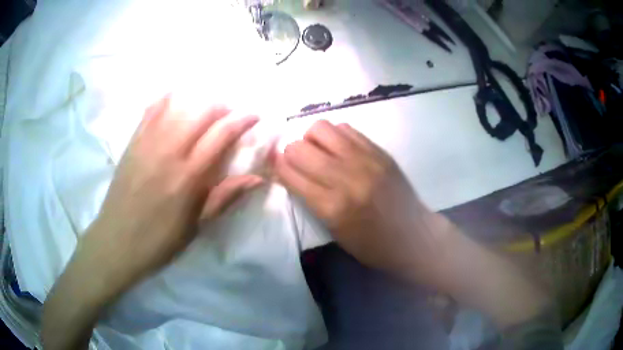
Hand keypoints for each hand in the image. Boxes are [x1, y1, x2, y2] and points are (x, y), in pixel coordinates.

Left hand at [80, 95, 262, 297]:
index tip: (254, 115)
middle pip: (200, 111)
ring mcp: (147, 142)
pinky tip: (175, 99)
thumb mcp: (196, 226)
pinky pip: (151, 110)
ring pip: (178, 105)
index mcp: (188, 175)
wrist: (116, 241)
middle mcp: (168, 150)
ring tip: (206, 109)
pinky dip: (167, 100)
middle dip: (222, 107)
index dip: (242, 119)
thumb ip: (225, 197)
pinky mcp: (132, 142)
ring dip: (198, 101)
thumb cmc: (159, 240)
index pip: (221, 134)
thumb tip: (257, 178)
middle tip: (230, 115)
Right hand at [275, 120, 454, 286]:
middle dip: (291, 154)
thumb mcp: (334, 230)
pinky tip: (340, 150)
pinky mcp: (378, 151)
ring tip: (319, 152)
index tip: (276, 167)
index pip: (290, 173)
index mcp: (332, 206)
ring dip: (312, 139)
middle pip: (299, 148)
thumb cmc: (371, 244)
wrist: (413, 236)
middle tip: (299, 162)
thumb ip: (310, 199)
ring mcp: (365, 160)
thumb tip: (289, 171)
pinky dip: (335, 136)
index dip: (278, 167)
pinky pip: (345, 129)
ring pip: (320, 129)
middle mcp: (346, 177)